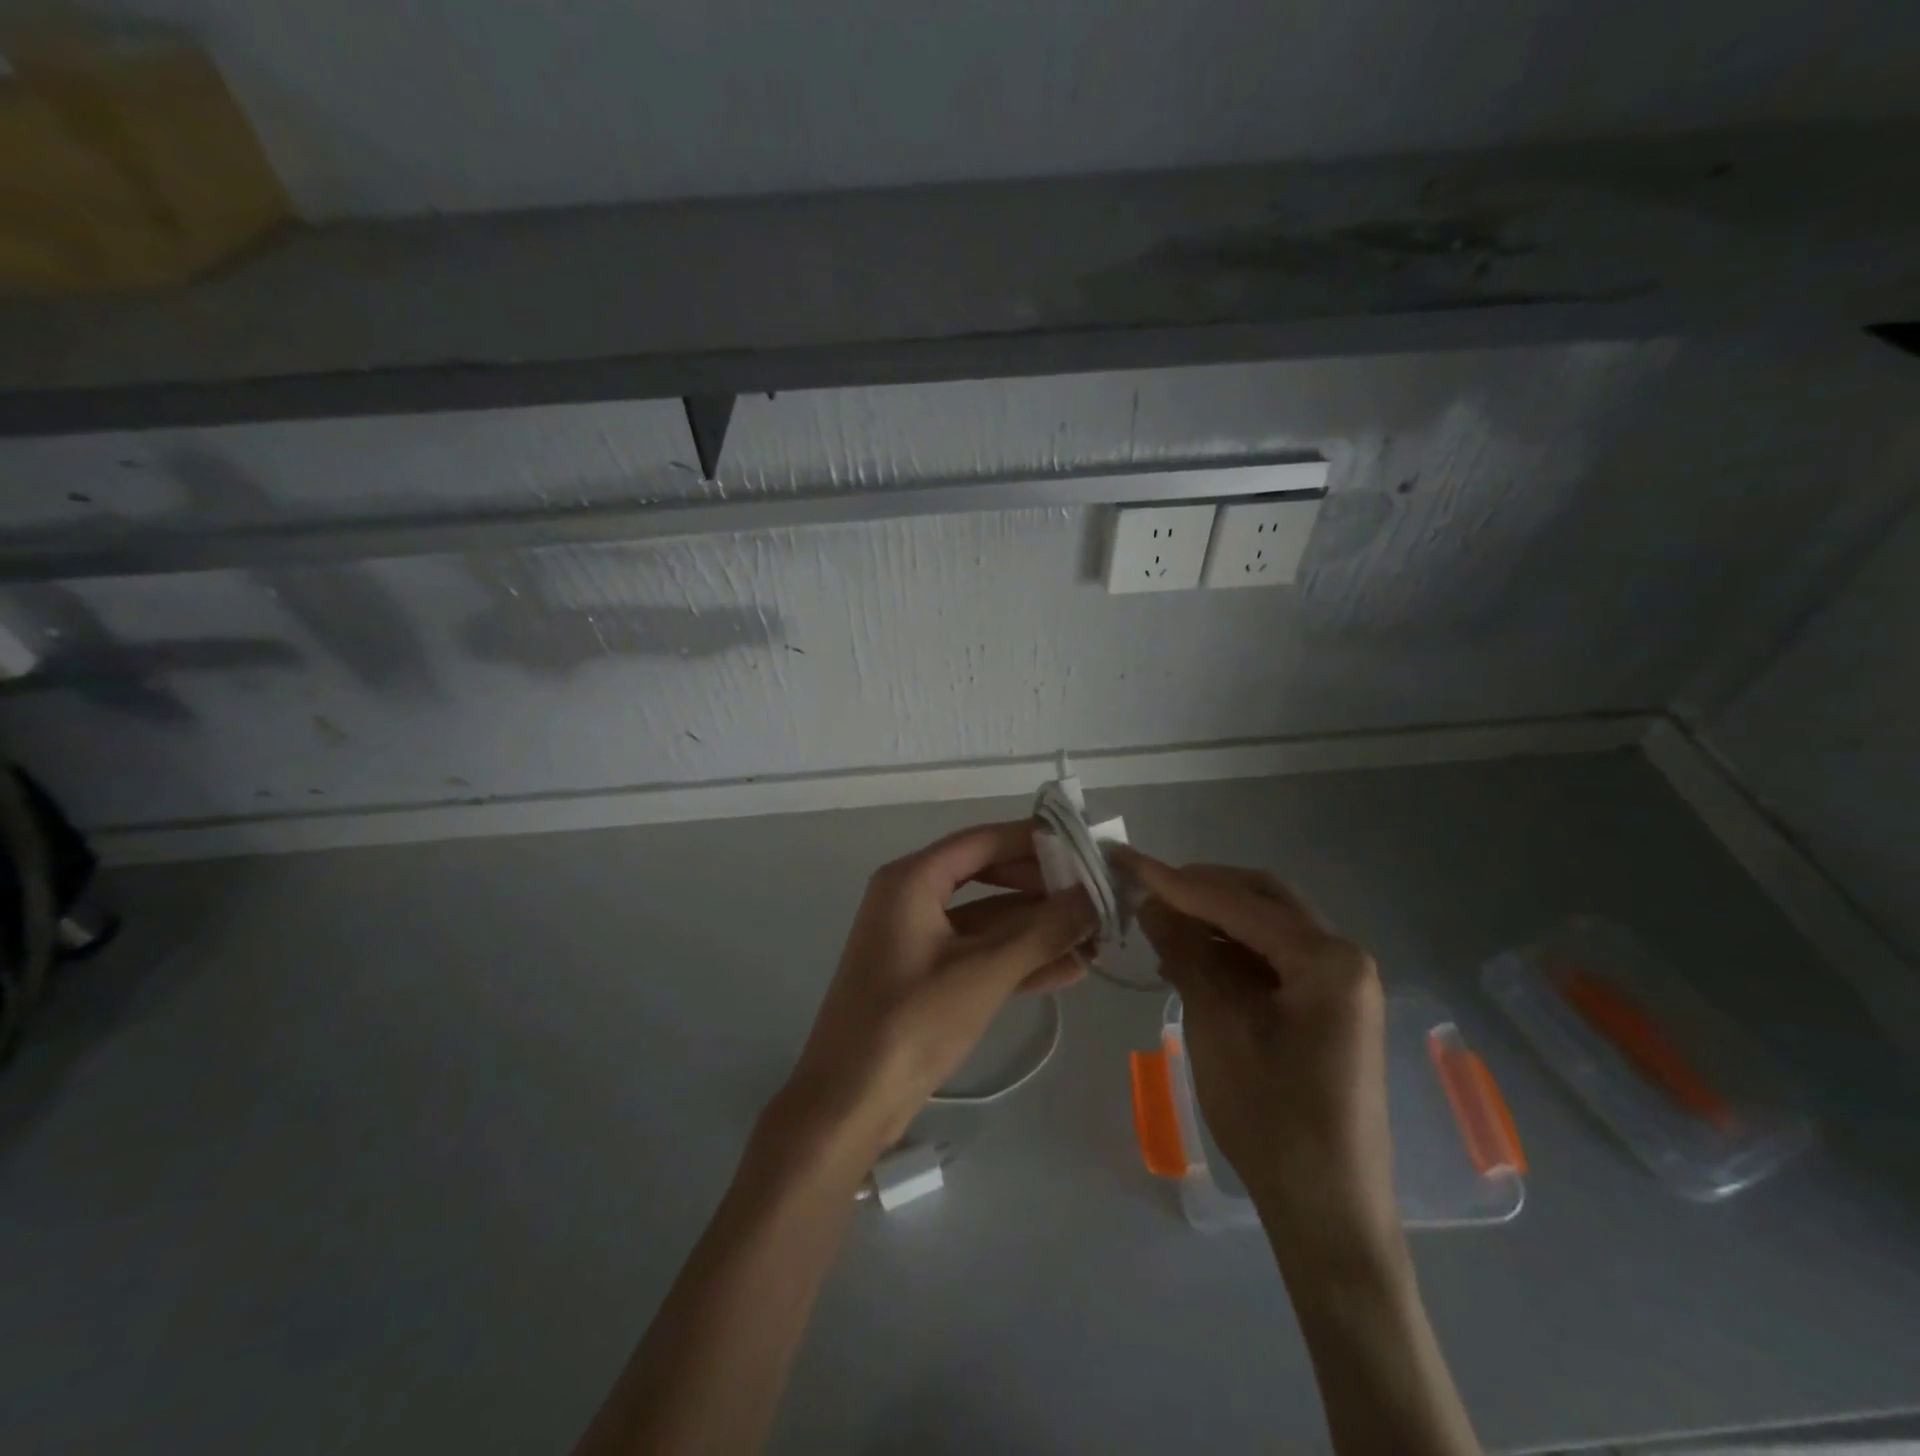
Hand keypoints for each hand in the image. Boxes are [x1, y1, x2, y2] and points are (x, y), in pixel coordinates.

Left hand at [769, 820, 1095, 1161]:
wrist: (849, 1102)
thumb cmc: (912, 1022)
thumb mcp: (984, 972)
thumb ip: (1044, 931)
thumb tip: (1097, 896)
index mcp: (913, 879)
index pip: (983, 841)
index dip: (1034, 839)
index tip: (1086, 846)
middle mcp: (913, 897)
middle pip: (988, 875)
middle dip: (1042, 888)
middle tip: (1097, 895)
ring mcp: (920, 938)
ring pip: (989, 918)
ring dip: (1038, 927)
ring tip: (1097, 935)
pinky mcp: (928, 975)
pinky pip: (980, 952)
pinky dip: (1020, 958)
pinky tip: (1071, 969)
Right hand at [1117, 850, 1396, 1266]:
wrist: (1327, 1211)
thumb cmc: (1271, 1117)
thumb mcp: (1216, 1024)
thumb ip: (1185, 952)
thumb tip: (1152, 901)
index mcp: (1327, 959)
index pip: (1237, 902)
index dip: (1175, 882)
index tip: (1124, 861)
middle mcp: (1343, 957)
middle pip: (1261, 899)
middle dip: (1201, 889)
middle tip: (1147, 887)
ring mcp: (1340, 983)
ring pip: (1266, 926)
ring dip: (1214, 920)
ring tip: (1160, 926)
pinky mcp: (1327, 1007)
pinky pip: (1273, 959)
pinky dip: (1230, 952)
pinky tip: (1190, 962)